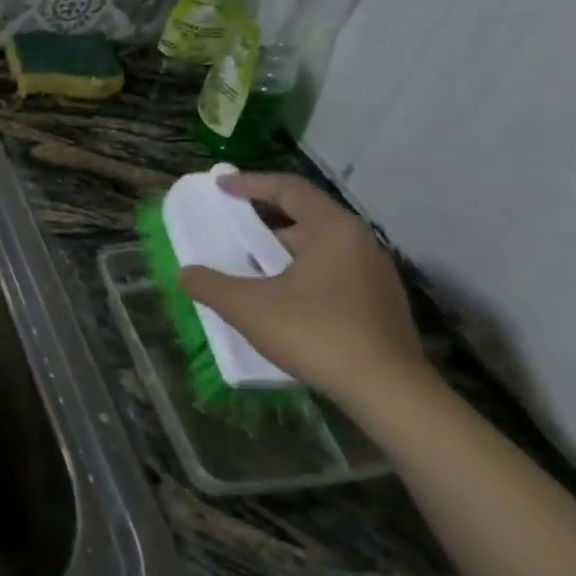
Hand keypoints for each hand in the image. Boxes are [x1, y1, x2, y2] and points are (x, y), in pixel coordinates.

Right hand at [179, 173, 427, 405]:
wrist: (388, 391)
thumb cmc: (315, 333)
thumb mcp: (248, 307)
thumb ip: (209, 285)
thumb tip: (186, 273)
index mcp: (333, 230)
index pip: (289, 189)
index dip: (250, 183)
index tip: (220, 186)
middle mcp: (360, 243)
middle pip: (306, 217)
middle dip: (263, 221)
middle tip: (231, 229)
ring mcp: (376, 274)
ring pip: (319, 248)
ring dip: (281, 251)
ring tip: (250, 267)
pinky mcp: (380, 303)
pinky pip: (332, 272)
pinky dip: (301, 272)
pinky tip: (281, 298)